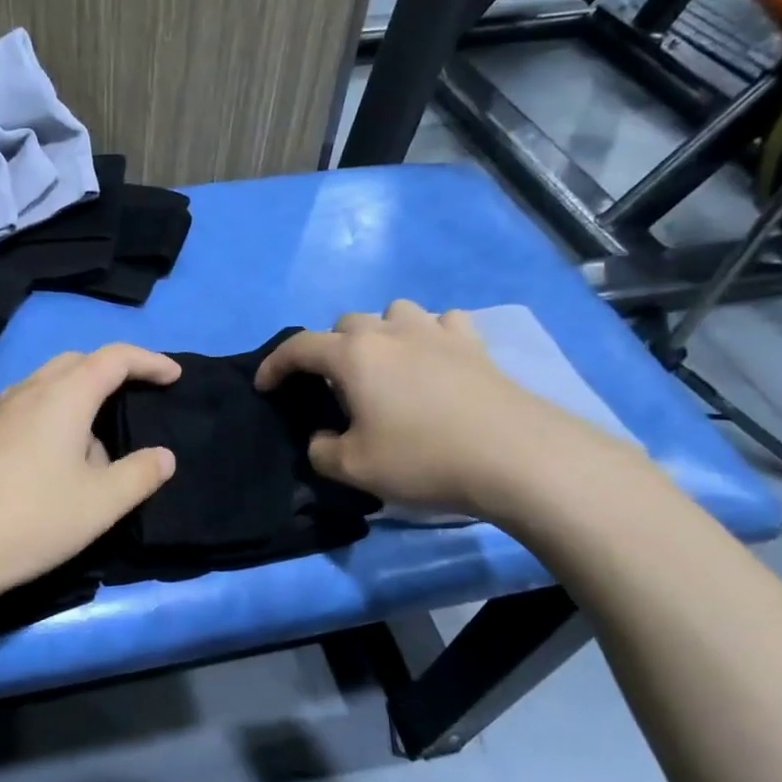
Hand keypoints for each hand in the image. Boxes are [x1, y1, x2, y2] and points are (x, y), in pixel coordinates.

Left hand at [0, 344, 181, 606]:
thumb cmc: (30, 520)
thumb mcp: (99, 505)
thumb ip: (139, 475)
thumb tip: (164, 456)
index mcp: (62, 396)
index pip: (113, 358)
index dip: (149, 362)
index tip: (173, 376)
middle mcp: (25, 392)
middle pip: (75, 363)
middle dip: (110, 374)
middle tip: (134, 400)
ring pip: (45, 389)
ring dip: (77, 404)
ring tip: (94, 451)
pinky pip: (23, 413)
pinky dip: (49, 423)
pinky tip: (49, 470)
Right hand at [254, 300, 631, 519]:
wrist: (516, 457)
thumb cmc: (423, 458)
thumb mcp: (353, 468)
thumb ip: (321, 450)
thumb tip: (323, 438)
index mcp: (353, 356)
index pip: (299, 347)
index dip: (275, 365)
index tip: (265, 386)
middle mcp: (390, 332)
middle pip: (346, 324)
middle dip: (329, 349)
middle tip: (333, 386)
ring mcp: (436, 333)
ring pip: (394, 313)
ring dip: (380, 333)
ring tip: (384, 365)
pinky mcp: (474, 344)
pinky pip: (442, 324)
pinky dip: (429, 336)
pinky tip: (434, 359)